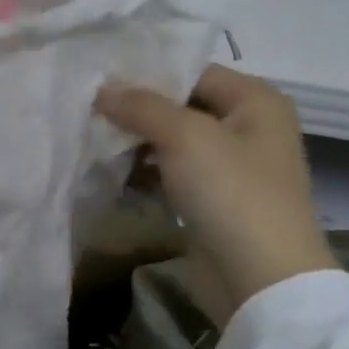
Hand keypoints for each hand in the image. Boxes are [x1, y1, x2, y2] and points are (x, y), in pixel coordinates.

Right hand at [96, 65, 336, 326]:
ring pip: (172, 142)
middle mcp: (247, 127)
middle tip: (87, 111)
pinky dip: (145, 173)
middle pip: (180, 106)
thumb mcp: (185, 137)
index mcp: (255, 100)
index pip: (191, 70)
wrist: (261, 278)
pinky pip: (172, 174)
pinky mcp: (213, 199)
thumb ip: (141, 106)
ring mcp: (230, 167)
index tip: (99, 79)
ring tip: (91, 142)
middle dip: (135, 111)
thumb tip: (102, 89)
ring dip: (135, 144)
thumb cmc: (231, 193)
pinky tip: (111, 175)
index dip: (147, 73)